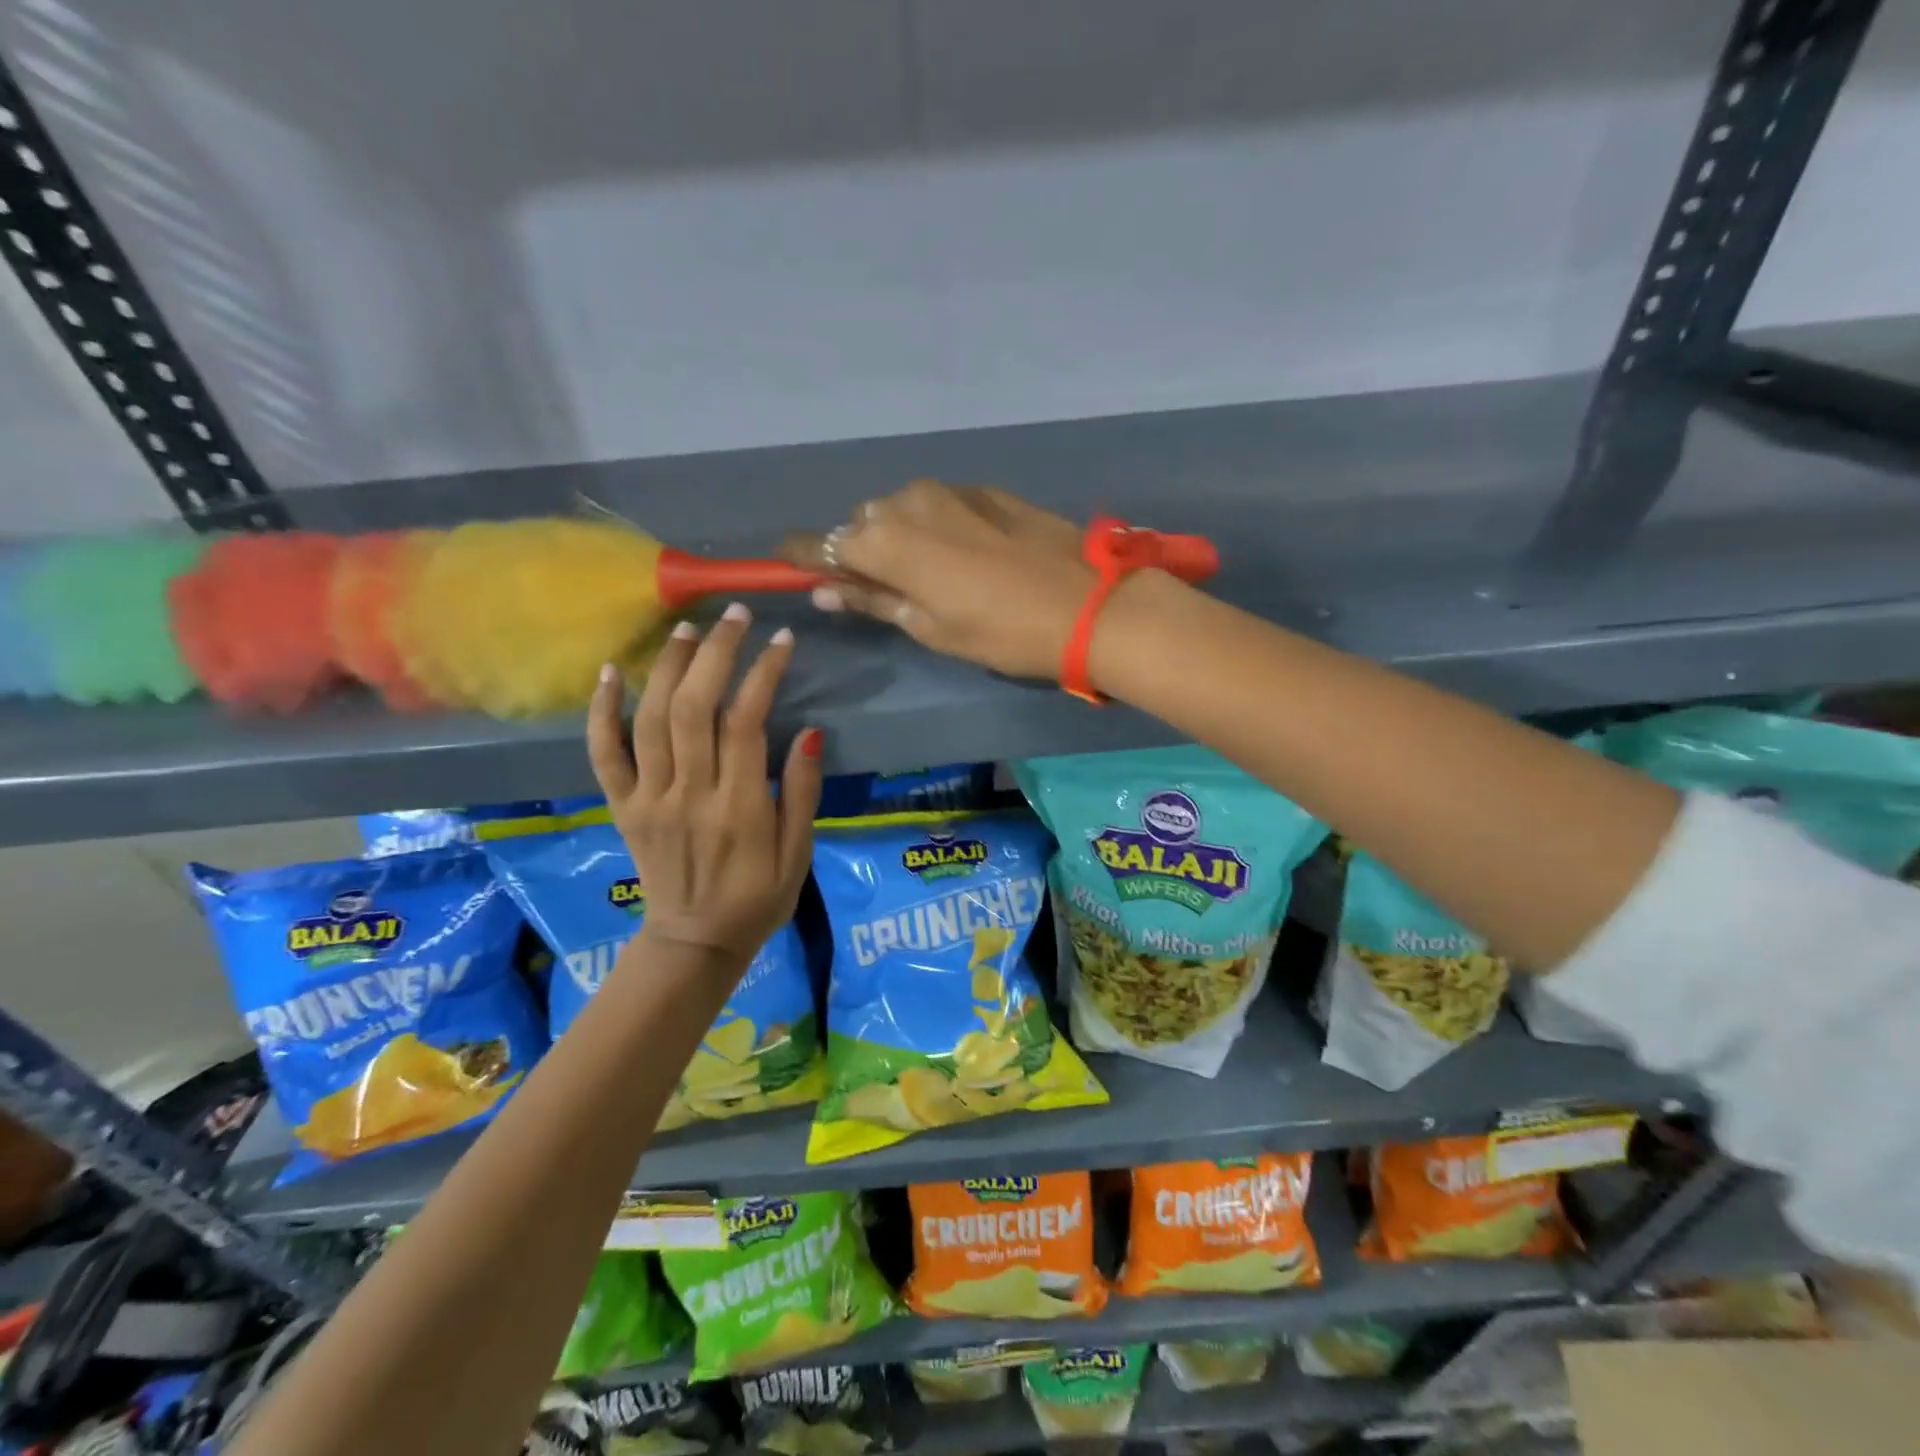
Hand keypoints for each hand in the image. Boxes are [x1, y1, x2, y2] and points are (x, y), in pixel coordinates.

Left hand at [586, 605, 822, 963]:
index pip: (747, 723)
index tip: (782, 640)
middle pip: (695, 708)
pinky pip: (604, 754)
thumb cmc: (758, 898)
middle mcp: (690, 794)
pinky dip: (601, 712)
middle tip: (734, 616)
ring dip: (666, 667)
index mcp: (740, 807)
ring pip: (651, 720)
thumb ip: (803, 793)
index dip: (764, 673)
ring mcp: (649, 799)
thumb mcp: (799, 853)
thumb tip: (812, 734)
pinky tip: (609, 672)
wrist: (695, 942)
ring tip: (686, 628)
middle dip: (715, 653)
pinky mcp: (623, 807)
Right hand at [780, 480, 1099, 679]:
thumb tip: (827, 591)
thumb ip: (874, 601)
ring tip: (928, 576)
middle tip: (880, 589)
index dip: (802, 555)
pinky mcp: (986, 491)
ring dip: (899, 536)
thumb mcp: (931, 627)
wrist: (1089, 604)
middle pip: (863, 522)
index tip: (783, 563)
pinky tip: (964, 556)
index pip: (824, 543)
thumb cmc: (1001, 631)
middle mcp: (908, 503)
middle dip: (862, 551)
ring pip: (901, 509)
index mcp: (887, 541)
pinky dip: (934, 526)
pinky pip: (939, 504)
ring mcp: (951, 491)